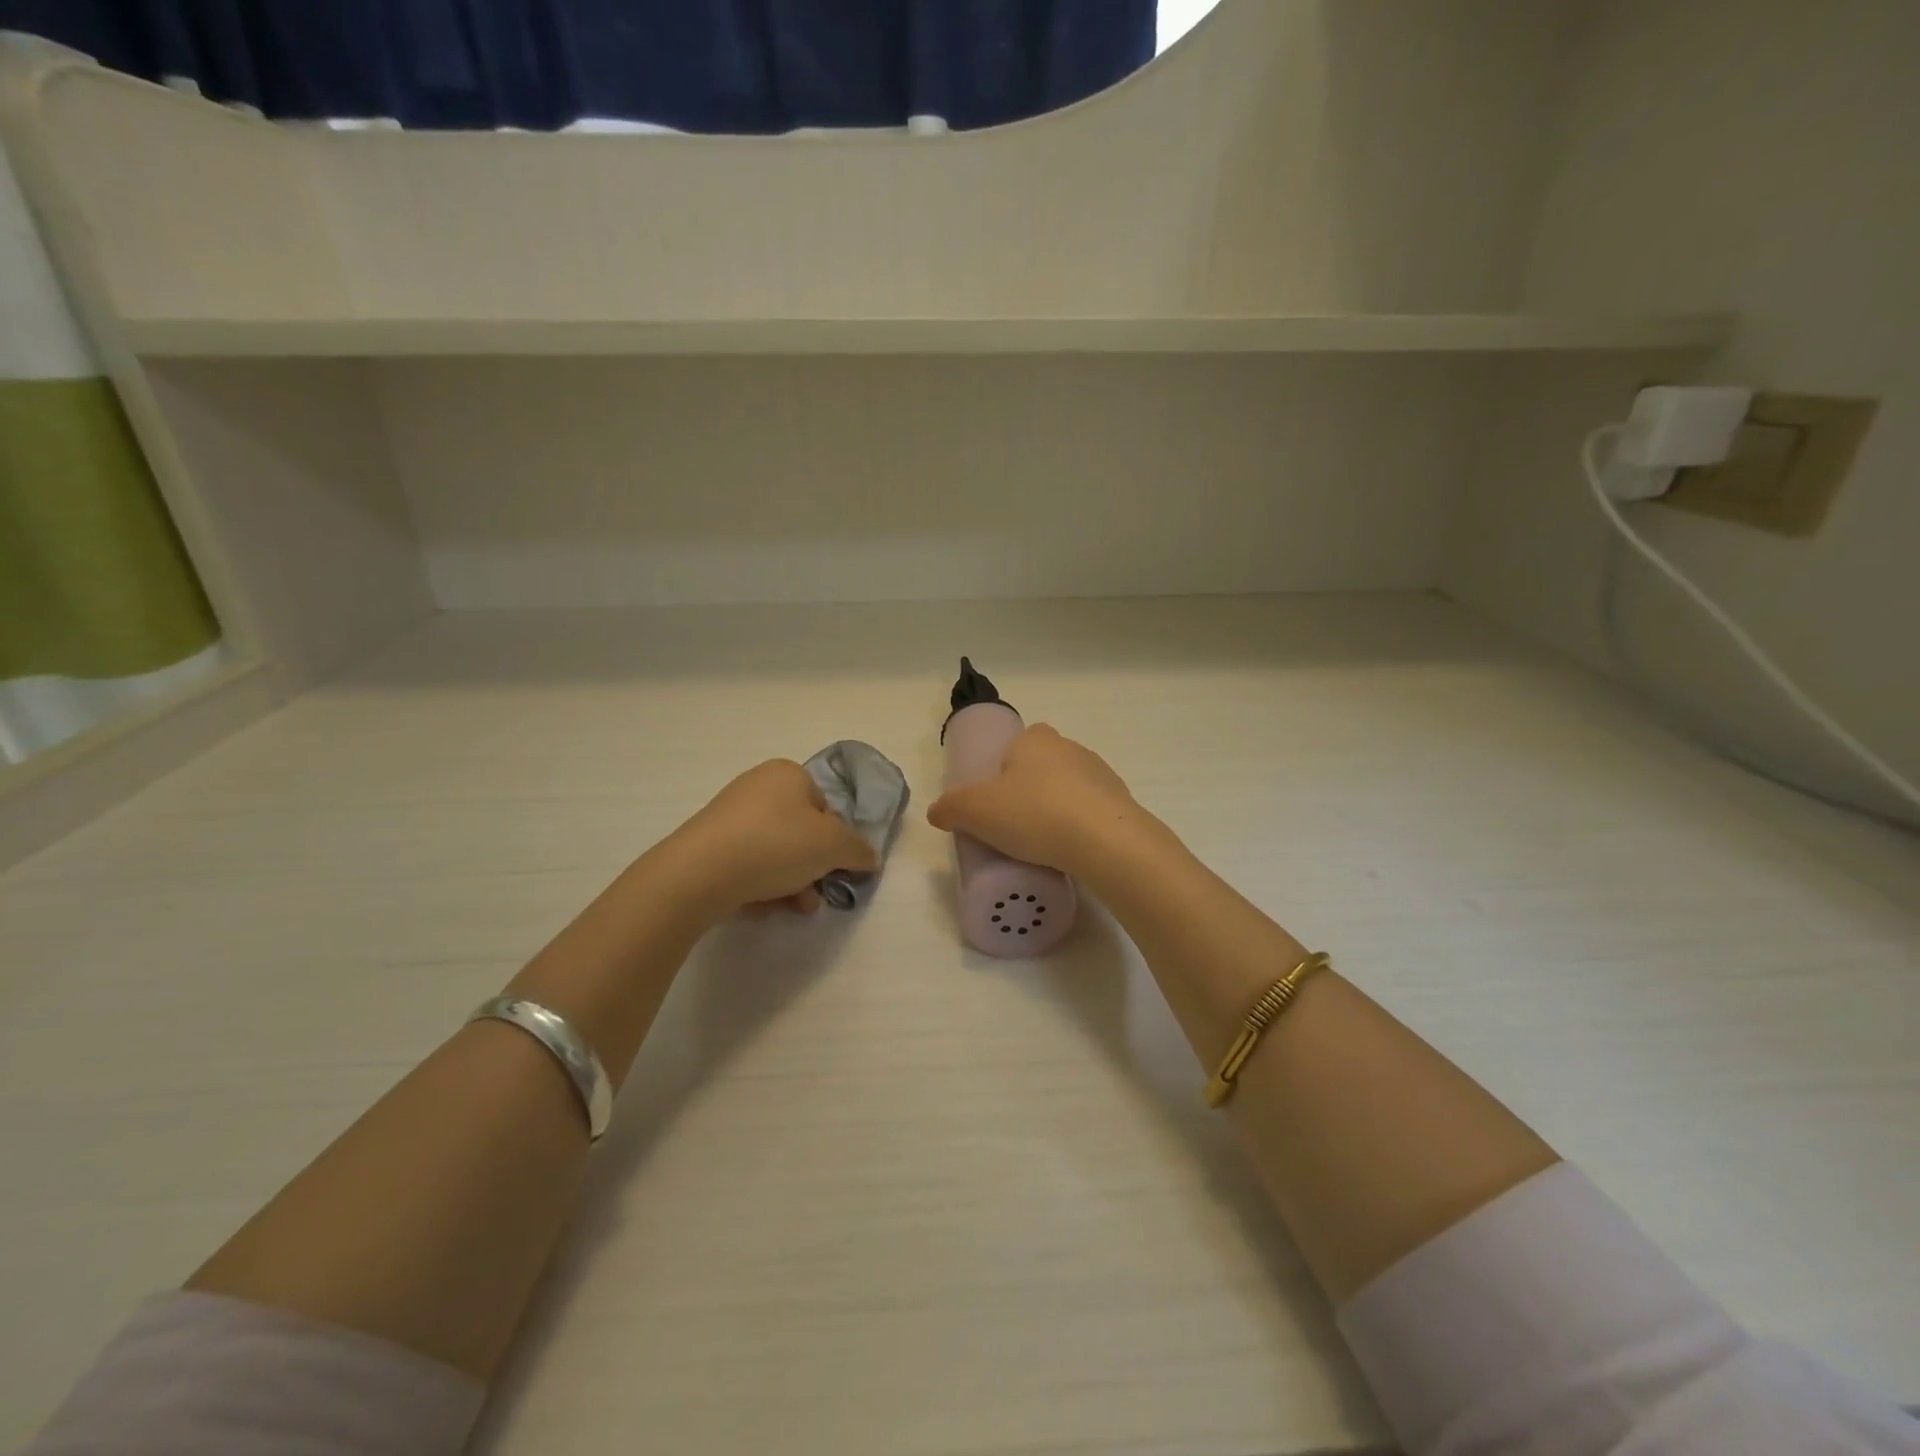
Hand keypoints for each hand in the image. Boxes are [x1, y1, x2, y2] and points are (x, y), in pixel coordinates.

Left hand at [670, 760, 879, 915]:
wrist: (701, 872)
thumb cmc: (777, 844)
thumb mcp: (833, 845)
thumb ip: (858, 850)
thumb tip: (869, 857)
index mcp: (788, 774)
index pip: (825, 806)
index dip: (835, 839)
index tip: (834, 866)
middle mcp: (758, 786)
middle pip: (800, 832)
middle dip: (812, 868)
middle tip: (815, 895)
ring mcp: (729, 815)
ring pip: (774, 852)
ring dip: (790, 882)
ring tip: (792, 908)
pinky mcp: (708, 844)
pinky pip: (746, 864)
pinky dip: (759, 885)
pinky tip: (759, 906)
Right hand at [925, 725, 1142, 875]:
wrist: (1106, 842)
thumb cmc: (1035, 814)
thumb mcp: (976, 812)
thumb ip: (951, 809)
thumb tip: (936, 812)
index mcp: (1036, 739)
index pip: (1016, 744)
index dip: (1001, 770)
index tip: (993, 801)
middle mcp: (1071, 748)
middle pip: (1041, 767)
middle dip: (1027, 792)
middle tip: (1010, 827)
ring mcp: (1101, 775)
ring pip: (1068, 791)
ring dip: (1054, 811)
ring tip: (1039, 847)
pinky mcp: (1122, 805)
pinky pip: (1090, 815)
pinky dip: (1079, 829)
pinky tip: (1068, 854)